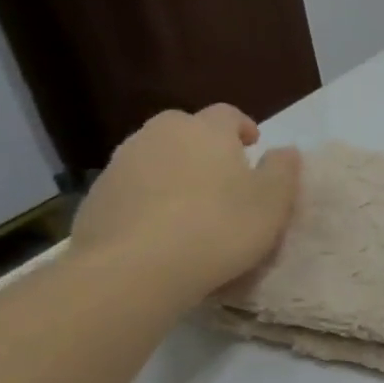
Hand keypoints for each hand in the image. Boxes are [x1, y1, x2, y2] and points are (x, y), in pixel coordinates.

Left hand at [71, 105, 300, 303]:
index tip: (253, 147)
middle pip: (184, 127)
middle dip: (203, 143)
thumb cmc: (220, 227)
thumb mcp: (273, 202)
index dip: (242, 127)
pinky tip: (160, 227)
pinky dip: (148, 195)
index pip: (227, 114)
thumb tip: (285, 150)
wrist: (135, 268)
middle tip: (221, 174)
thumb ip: (283, 170)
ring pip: (154, 154)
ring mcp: (122, 163)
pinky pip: (132, 185)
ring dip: (173, 169)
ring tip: (190, 204)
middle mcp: (160, 135)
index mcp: (206, 131)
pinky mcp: (97, 195)